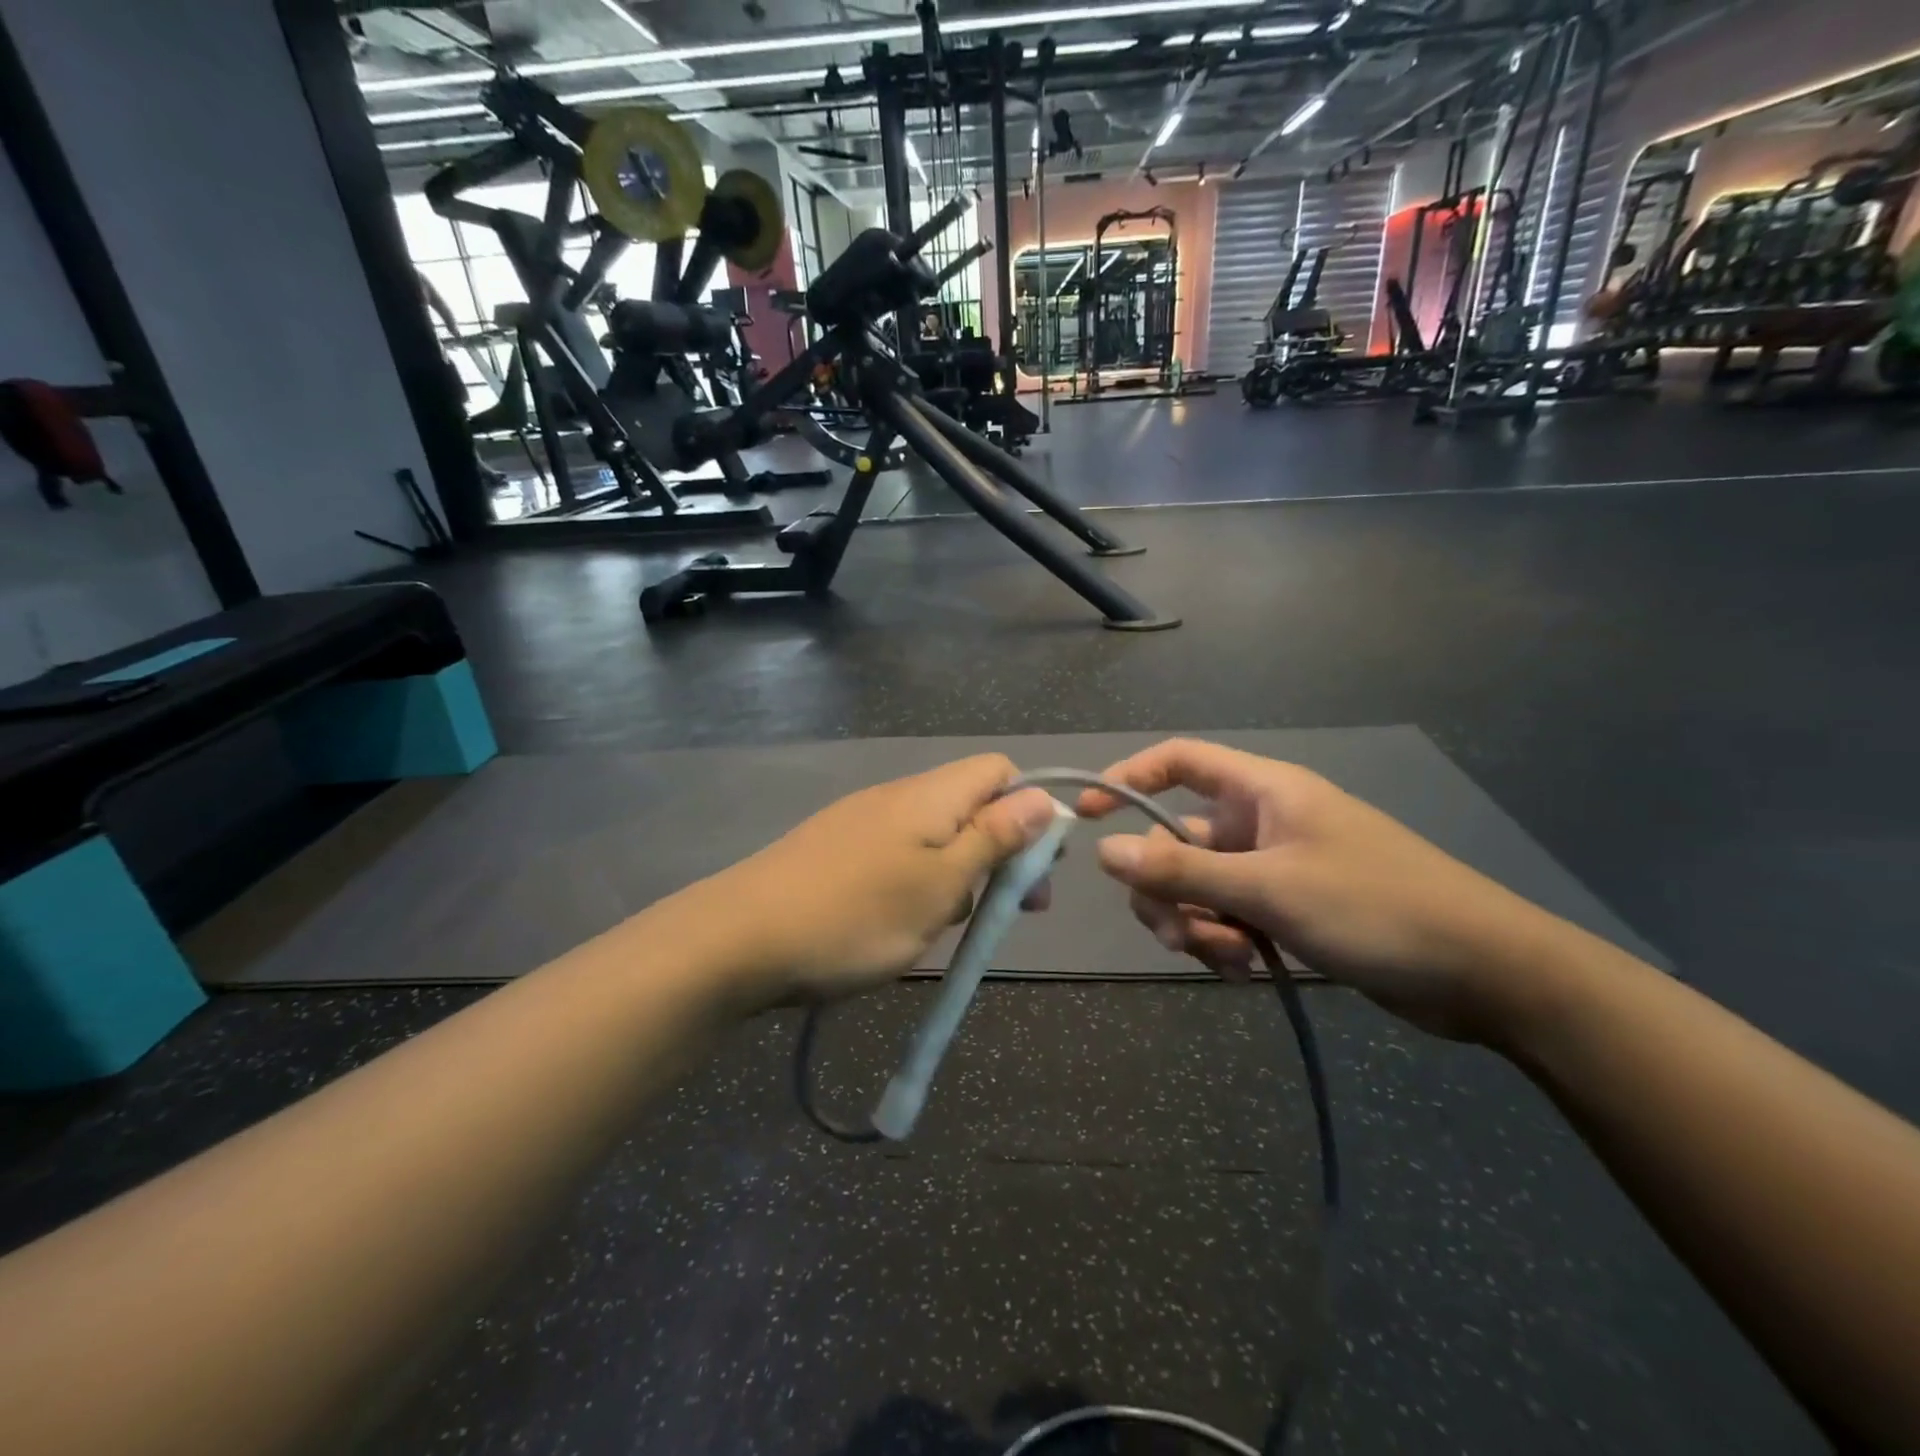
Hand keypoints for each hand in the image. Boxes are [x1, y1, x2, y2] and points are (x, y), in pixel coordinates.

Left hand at [704, 755, 1058, 1006]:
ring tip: (947, 926)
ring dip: (958, 876)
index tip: (1034, 868)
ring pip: (936, 837)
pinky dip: (919, 885)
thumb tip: (1042, 799)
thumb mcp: (940, 884)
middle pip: (971, 806)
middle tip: (1009, 911)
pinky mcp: (837, 851)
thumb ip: (994, 840)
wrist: (737, 940)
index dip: (1029, 810)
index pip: (1000, 771)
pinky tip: (902, 923)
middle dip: (1000, 853)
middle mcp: (898, 796)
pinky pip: (899, 856)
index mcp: (930, 795)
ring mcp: (862, 822)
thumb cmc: (855, 915)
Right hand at [1077, 739, 1561, 1041]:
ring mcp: (1274, 866)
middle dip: (1167, 888)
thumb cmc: (1375, 907)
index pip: (1179, 761)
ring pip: (1199, 885)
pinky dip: (1224, 941)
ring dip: (1195, 923)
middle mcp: (1261, 821)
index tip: (1088, 817)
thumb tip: (1102, 852)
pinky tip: (1244, 971)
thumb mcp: (1268, 889)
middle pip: (1177, 839)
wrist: (1483, 972)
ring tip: (1225, 959)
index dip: (1128, 779)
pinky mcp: (1288, 908)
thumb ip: (1181, 872)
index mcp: (1262, 791)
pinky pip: (1229, 915)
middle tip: (1176, 933)